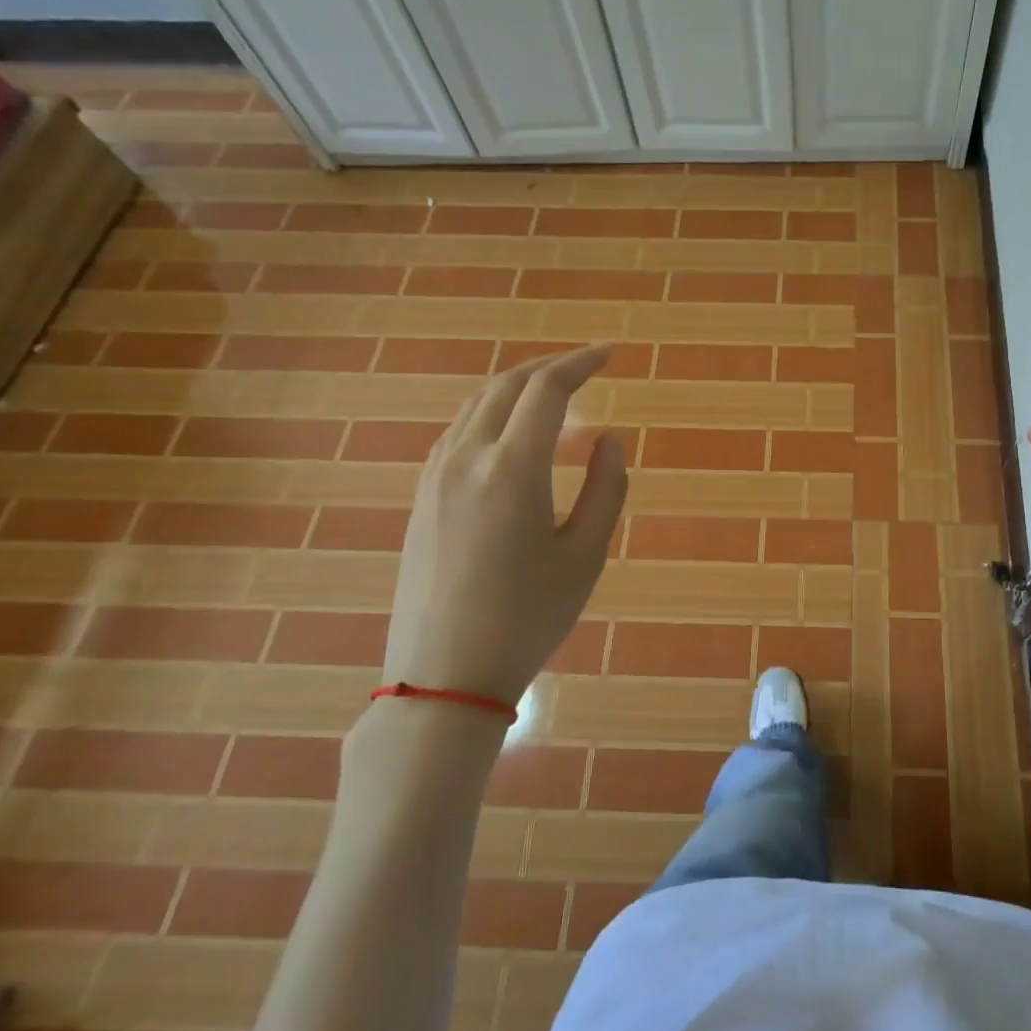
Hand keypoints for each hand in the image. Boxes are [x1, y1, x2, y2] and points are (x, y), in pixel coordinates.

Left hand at [381, 345, 626, 707]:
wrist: (443, 676)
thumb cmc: (527, 618)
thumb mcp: (585, 556)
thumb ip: (606, 489)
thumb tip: (608, 440)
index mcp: (512, 468)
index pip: (547, 390)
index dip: (581, 363)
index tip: (608, 354)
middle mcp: (466, 457)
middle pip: (507, 386)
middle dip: (549, 367)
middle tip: (586, 369)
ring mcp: (435, 476)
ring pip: (476, 405)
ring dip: (517, 389)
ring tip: (555, 400)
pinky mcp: (421, 497)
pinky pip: (458, 432)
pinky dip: (491, 415)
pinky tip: (512, 438)